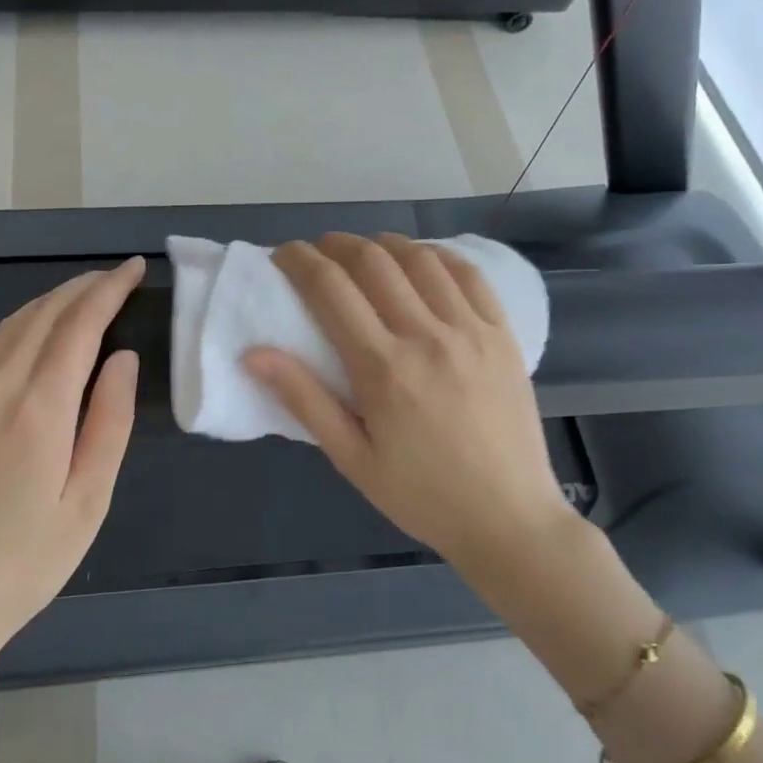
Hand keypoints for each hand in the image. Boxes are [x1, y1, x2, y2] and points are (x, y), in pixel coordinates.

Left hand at [0, 258, 143, 654]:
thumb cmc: (25, 562)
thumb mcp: (87, 502)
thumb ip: (108, 421)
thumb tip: (122, 358)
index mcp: (37, 409)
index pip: (78, 327)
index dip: (109, 290)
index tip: (135, 268)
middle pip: (42, 315)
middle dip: (83, 288)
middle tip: (119, 276)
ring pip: (13, 326)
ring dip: (53, 301)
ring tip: (88, 295)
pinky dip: (25, 324)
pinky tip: (41, 333)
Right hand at [245, 233, 579, 590]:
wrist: (508, 518)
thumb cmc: (421, 495)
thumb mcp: (352, 459)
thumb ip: (304, 400)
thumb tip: (253, 354)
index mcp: (382, 369)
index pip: (330, 290)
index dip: (299, 261)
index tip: (283, 255)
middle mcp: (426, 336)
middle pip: (373, 262)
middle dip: (337, 245)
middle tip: (319, 252)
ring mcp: (471, 331)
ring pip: (420, 259)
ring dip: (384, 244)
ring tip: (365, 252)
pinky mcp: (503, 335)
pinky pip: (469, 275)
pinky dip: (437, 256)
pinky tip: (421, 261)